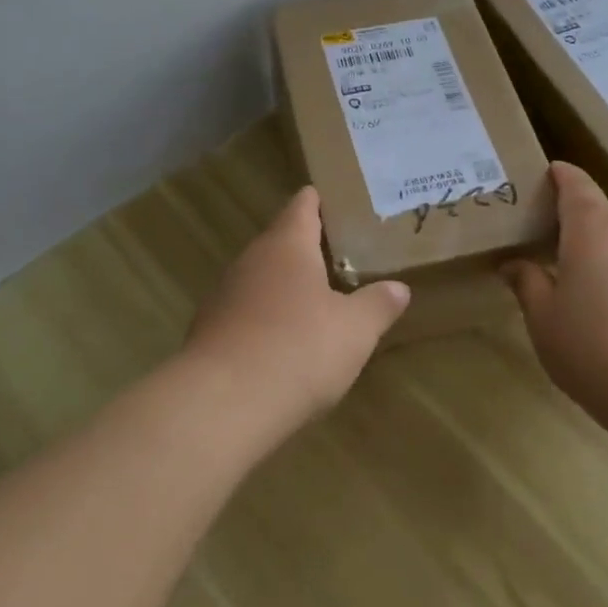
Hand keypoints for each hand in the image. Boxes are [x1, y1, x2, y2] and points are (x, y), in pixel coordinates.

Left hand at [187, 186, 409, 425]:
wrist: (220, 406)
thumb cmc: (297, 350)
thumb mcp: (355, 330)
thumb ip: (378, 305)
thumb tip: (398, 288)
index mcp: (287, 245)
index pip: (303, 205)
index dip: (322, 200)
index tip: (343, 202)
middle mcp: (251, 260)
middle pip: (281, 241)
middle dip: (310, 248)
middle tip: (345, 256)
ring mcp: (224, 295)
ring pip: (262, 278)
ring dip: (287, 286)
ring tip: (319, 300)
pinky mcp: (209, 331)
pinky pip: (246, 312)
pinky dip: (266, 318)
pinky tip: (285, 343)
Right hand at [501, 162, 607, 412]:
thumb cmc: (590, 344)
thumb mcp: (542, 316)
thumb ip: (527, 282)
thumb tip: (513, 264)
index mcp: (591, 229)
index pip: (577, 184)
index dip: (560, 174)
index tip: (544, 173)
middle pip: (599, 211)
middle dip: (572, 212)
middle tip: (541, 227)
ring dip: (594, 244)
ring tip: (566, 266)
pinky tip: (601, 304)